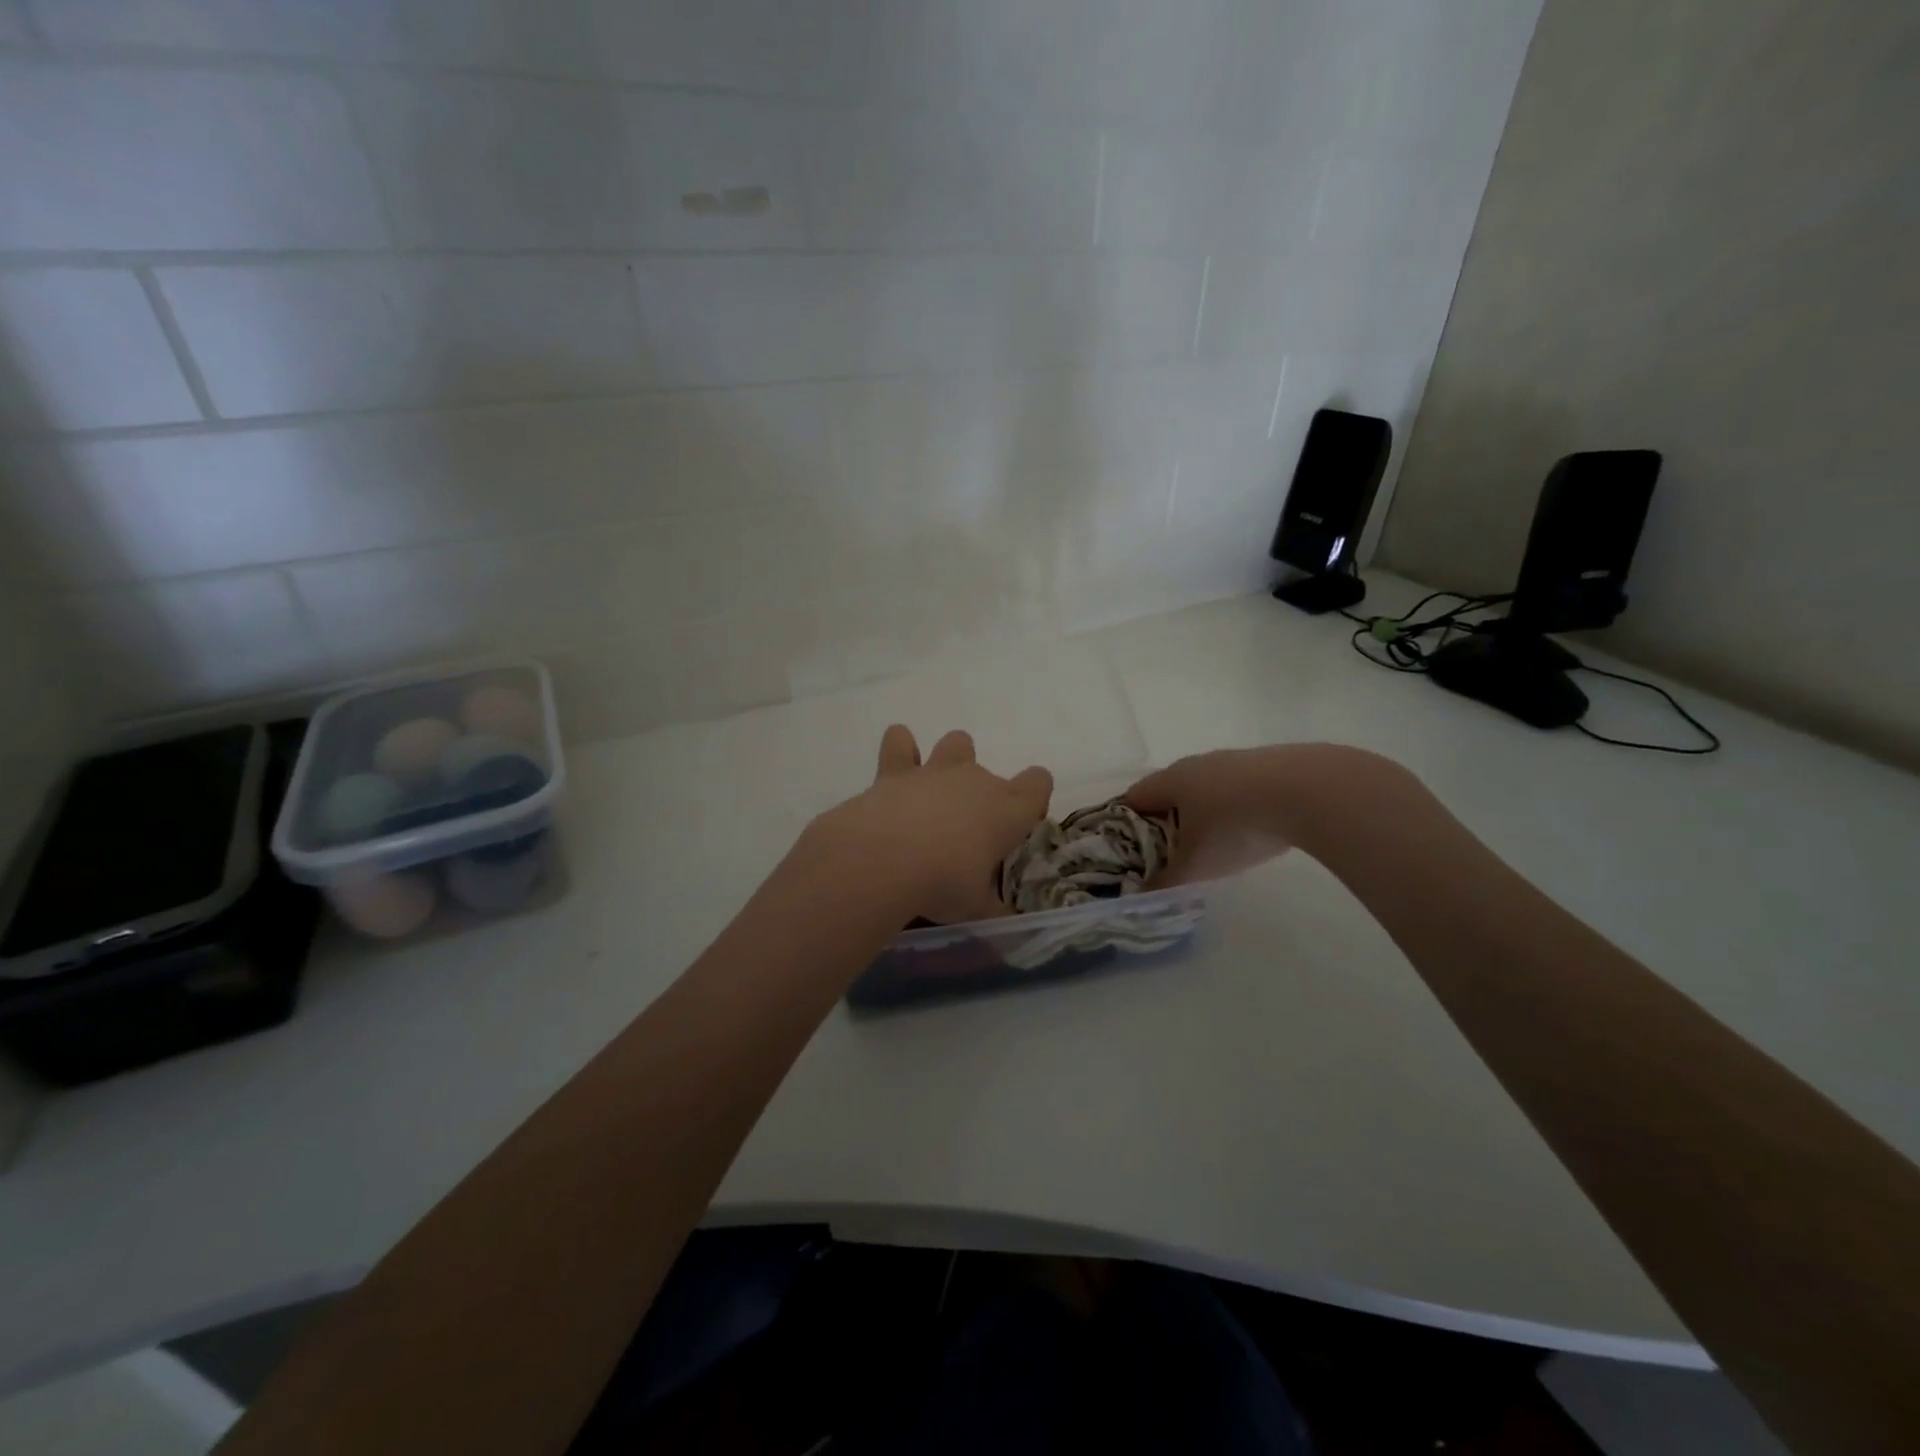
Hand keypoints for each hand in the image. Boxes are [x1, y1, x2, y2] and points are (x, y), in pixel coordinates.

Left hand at [808, 726, 1052, 924]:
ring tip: (935, 792)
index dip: (1033, 799)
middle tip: (965, 833)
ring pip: (957, 743)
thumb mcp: (976, 909)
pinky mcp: (895, 770)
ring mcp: (936, 771)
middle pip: (992, 772)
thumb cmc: (944, 884)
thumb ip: (993, 911)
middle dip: (983, 796)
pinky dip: (900, 749)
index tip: (1018, 826)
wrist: (885, 858)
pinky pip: (900, 742)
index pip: (1039, 784)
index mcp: (1009, 810)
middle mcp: (977, 781)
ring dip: (951, 760)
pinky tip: (896, 770)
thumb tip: (1006, 928)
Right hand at [1124, 748, 1303, 886]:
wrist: (1309, 791)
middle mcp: (1195, 763)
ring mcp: (1232, 760)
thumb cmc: (1235, 826)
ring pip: (1205, 789)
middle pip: (1168, 793)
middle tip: (1173, 856)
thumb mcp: (1196, 865)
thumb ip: (1165, 882)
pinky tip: (1252, 829)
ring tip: (1214, 846)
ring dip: (1203, 814)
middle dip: (1166, 823)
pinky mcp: (1267, 763)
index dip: (1125, 826)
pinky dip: (1235, 808)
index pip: (1132, 798)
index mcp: (1169, 780)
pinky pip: (1237, 788)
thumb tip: (1141, 897)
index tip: (1132, 854)